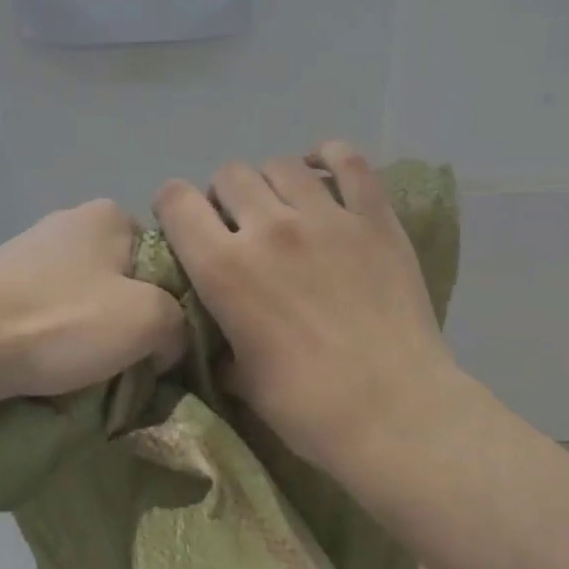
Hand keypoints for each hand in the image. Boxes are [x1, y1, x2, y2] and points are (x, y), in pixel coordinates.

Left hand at [0, 200, 186, 407]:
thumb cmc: (63, 321)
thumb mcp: (149, 320)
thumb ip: (181, 323)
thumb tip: (168, 341)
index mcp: (111, 214)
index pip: (165, 258)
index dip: (171, 302)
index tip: (161, 340)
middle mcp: (71, 219)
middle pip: (125, 277)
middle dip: (130, 315)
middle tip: (129, 357)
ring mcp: (30, 248)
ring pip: (86, 294)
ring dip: (92, 327)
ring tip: (86, 366)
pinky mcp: (0, 279)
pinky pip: (49, 307)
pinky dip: (56, 331)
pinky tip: (50, 358)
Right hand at [153, 140, 459, 471]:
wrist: (395, 411)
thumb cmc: (309, 407)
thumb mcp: (242, 379)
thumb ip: (222, 341)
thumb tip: (220, 334)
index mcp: (225, 269)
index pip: (176, 201)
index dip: (173, 206)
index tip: (185, 224)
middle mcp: (269, 227)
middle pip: (229, 174)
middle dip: (224, 196)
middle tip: (241, 225)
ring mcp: (326, 217)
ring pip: (281, 164)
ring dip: (272, 182)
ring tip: (285, 207)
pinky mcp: (374, 217)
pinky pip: (348, 160)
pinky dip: (329, 157)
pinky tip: (323, 171)